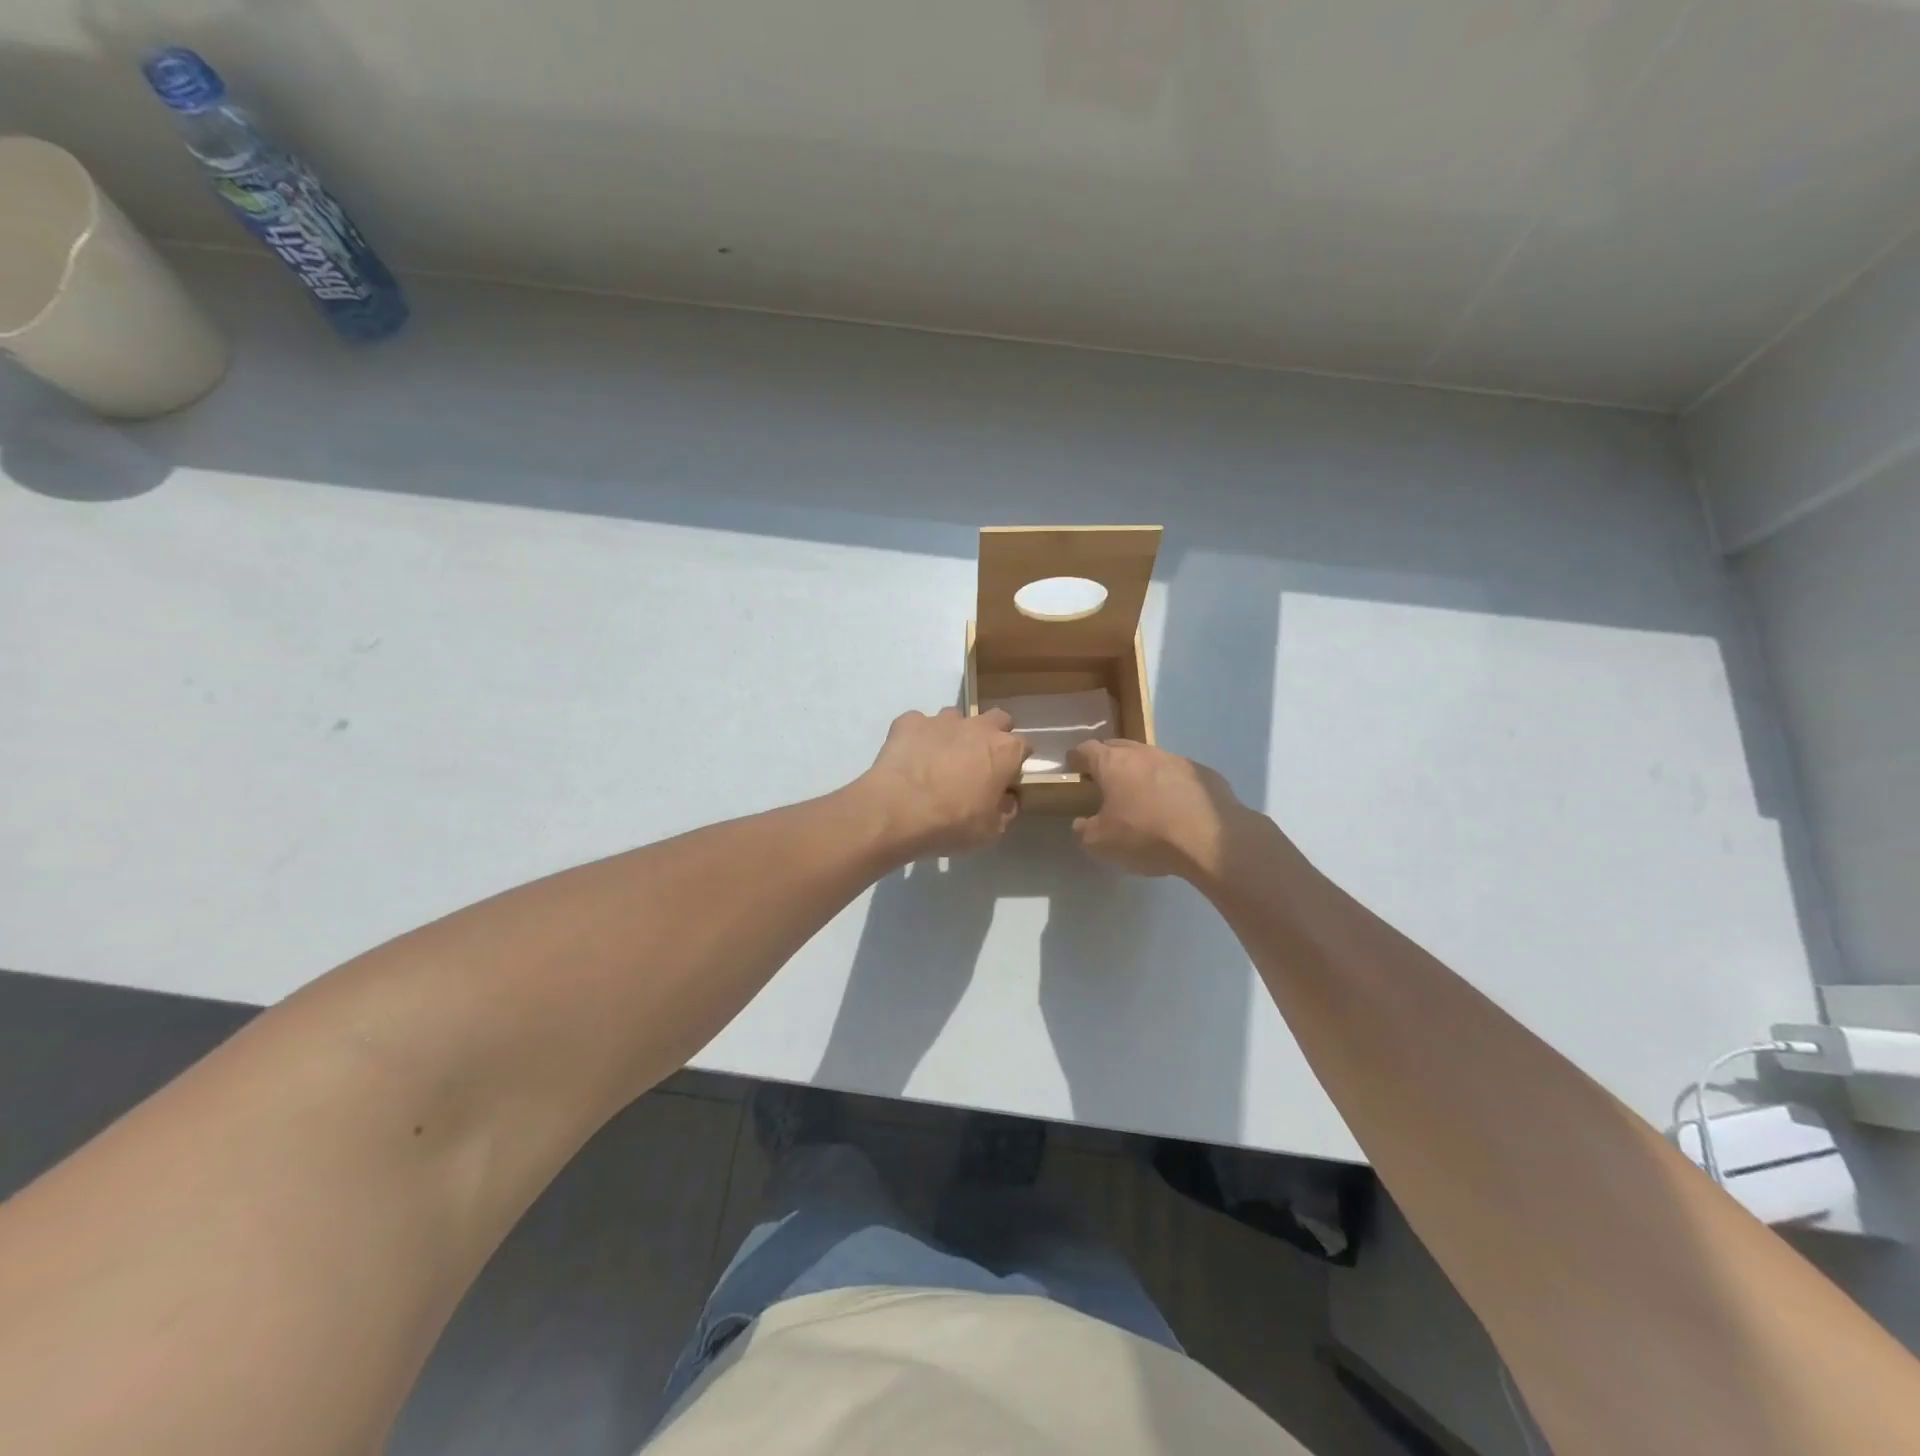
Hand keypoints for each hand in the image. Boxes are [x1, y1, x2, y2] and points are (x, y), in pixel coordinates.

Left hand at [858, 707, 1028, 857]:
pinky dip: (919, 737)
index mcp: (1004, 751)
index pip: (1024, 745)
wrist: (897, 811)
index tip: (1007, 778)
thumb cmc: (952, 823)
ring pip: (956, 717)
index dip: (1016, 761)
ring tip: (940, 760)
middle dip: (993, 735)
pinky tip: (911, 757)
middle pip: (997, 719)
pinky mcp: (909, 722)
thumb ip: (1006, 809)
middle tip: (979, 762)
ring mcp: (941, 720)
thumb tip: (1007, 798)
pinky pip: (919, 724)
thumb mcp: (990, 831)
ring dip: (954, 734)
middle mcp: (977, 726)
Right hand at [1067, 739, 1252, 881]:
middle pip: (1117, 747)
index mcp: (1113, 763)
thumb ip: (1084, 830)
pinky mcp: (1203, 773)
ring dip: (1140, 772)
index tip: (1073, 769)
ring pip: (1149, 758)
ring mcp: (1176, 759)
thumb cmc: (1146, 835)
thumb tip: (1082, 823)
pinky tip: (1174, 807)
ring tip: (1140, 796)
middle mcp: (1143, 753)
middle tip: (1104, 782)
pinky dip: (1169, 784)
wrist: (1210, 839)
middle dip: (1107, 760)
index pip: (1086, 749)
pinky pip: (1177, 774)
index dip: (1076, 758)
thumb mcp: (1101, 843)